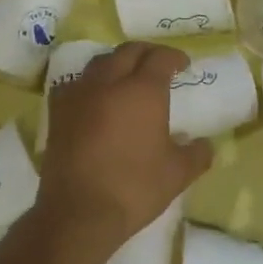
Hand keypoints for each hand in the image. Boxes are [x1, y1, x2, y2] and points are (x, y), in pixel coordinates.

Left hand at [37, 42, 214, 263]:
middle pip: (128, 51)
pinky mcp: (58, 113)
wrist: (80, 212)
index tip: (183, 65)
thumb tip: (204, 145)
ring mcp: (79, 95)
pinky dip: (90, 82)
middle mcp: (109, 83)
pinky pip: (74, 84)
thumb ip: (196, 154)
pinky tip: (93, 96)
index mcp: (143, 91)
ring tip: (126, 75)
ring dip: (117, 62)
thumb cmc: (134, 188)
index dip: (174, 57)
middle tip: (158, 63)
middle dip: (146, 52)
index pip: (160, 58)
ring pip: (99, 62)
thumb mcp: (178, 174)